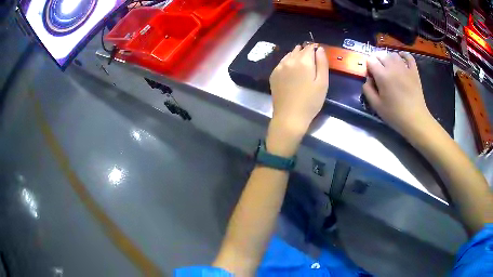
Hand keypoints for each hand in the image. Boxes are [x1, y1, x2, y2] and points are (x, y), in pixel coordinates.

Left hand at [267, 44, 328, 155]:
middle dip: (306, 52)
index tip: (318, 55)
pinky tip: (292, 72)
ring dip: (296, 56)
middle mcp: (289, 60)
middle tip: (312, 62)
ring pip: (289, 55)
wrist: (290, 117)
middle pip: (299, 50)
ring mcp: (279, 67)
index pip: (309, 47)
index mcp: (303, 61)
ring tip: (302, 66)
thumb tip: (319, 48)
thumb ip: (322, 63)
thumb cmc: (311, 101)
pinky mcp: (273, 74)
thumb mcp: (323, 83)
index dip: (315, 49)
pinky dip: (288, 63)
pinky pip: (282, 63)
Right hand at [363, 52, 434, 138]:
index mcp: (382, 75)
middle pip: (381, 55)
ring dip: (388, 58)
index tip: (371, 76)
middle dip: (376, 60)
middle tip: (378, 72)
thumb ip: (368, 90)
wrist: (415, 119)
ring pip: (393, 54)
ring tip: (389, 67)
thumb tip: (368, 79)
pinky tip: (401, 58)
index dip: (368, 66)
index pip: (370, 60)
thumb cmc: (395, 114)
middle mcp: (393, 67)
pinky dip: (404, 55)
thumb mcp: (376, 106)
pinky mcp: (414, 71)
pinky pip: (408, 57)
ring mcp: (405, 68)